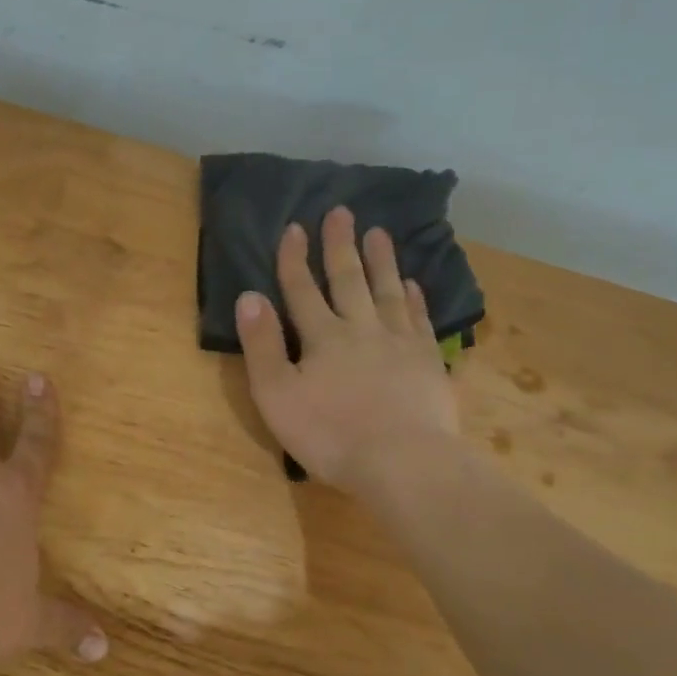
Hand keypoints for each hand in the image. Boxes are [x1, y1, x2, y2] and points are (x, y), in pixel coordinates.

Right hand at [235, 206, 461, 493]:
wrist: (404, 463)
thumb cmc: (331, 434)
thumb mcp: (277, 395)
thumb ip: (262, 345)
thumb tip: (249, 297)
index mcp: (322, 337)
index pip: (303, 289)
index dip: (295, 259)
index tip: (295, 227)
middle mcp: (362, 328)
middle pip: (349, 280)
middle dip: (341, 245)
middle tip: (342, 212)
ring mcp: (400, 343)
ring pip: (388, 291)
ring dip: (381, 261)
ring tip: (378, 233)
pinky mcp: (428, 361)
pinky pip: (419, 319)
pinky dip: (415, 298)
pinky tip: (413, 284)